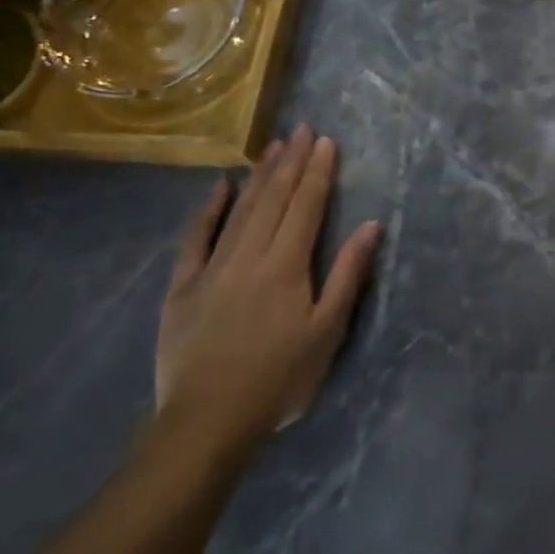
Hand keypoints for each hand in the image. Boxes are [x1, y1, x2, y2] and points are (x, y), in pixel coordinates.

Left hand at [155, 125, 382, 453]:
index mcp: (287, 266)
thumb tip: (371, 225)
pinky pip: (195, 238)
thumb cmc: (279, 379)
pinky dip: (208, 210)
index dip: (318, 172)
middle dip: (291, 163)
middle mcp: (249, 256)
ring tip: (273, 147)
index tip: (326, 142)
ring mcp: (211, 269)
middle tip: (302, 130)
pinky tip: (220, 187)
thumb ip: (348, 275)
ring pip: (240, 211)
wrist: (206, 423)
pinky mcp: (183, 288)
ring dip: (259, 176)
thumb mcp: (327, 331)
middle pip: (274, 200)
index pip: (306, 207)